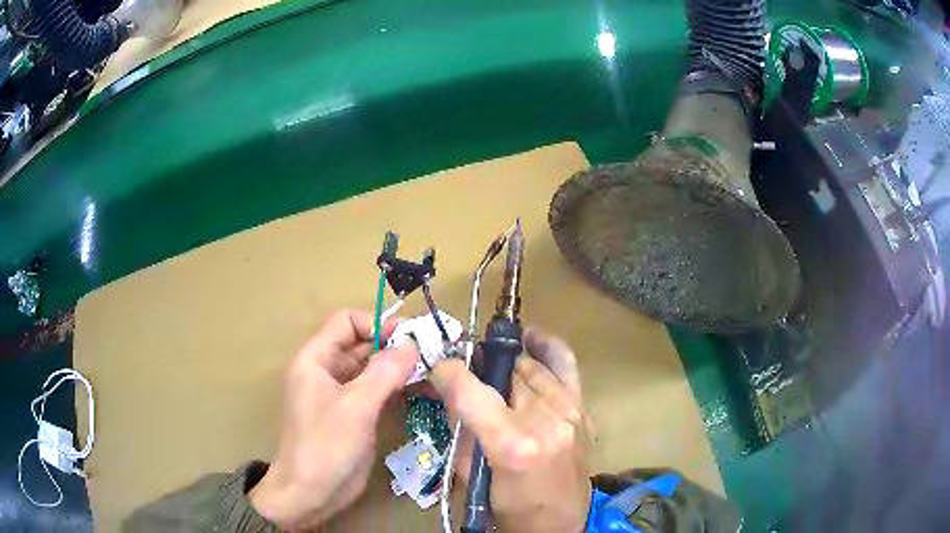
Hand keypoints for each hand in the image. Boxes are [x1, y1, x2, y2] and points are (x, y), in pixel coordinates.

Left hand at [249, 309, 418, 529]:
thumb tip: (412, 343)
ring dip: (401, 369)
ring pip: (373, 370)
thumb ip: (384, 372)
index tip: (410, 338)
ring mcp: (343, 395)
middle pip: (363, 345)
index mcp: (316, 359)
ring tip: (435, 374)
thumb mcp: (355, 406)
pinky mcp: (355, 415)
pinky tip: (425, 394)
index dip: (377, 323)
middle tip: (433, 355)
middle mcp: (328, 371)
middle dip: (395, 347)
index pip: (347, 322)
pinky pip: (378, 392)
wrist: (311, 492)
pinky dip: (399, 390)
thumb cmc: (325, 445)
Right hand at [430, 328, 591, 532]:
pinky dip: (545, 347)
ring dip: (505, 364)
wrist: (558, 525)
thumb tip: (450, 387)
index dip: (447, 373)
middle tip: (464, 372)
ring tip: (490, 367)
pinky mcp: (583, 410)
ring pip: (529, 365)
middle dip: (477, 367)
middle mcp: (546, 420)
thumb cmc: (506, 508)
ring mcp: (570, 411)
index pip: (470, 389)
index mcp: (512, 444)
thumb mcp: (469, 474)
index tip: (438, 369)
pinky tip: (531, 339)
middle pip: (503, 371)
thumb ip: (460, 427)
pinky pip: (564, 364)